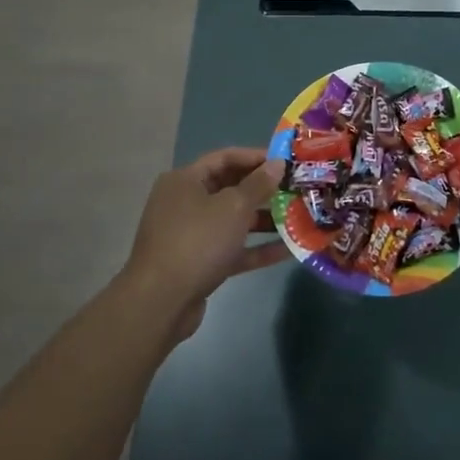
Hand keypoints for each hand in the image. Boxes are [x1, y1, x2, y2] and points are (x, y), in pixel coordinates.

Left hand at [121, 148, 288, 338]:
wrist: (161, 302)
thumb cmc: (197, 241)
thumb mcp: (233, 207)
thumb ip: (258, 184)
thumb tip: (277, 163)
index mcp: (185, 180)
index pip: (225, 157)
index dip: (257, 157)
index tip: (287, 162)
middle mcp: (185, 203)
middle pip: (230, 188)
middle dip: (263, 189)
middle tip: (295, 189)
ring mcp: (190, 234)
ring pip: (232, 220)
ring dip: (264, 220)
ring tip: (297, 218)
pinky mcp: (199, 263)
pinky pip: (232, 248)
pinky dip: (255, 248)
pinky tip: (287, 250)